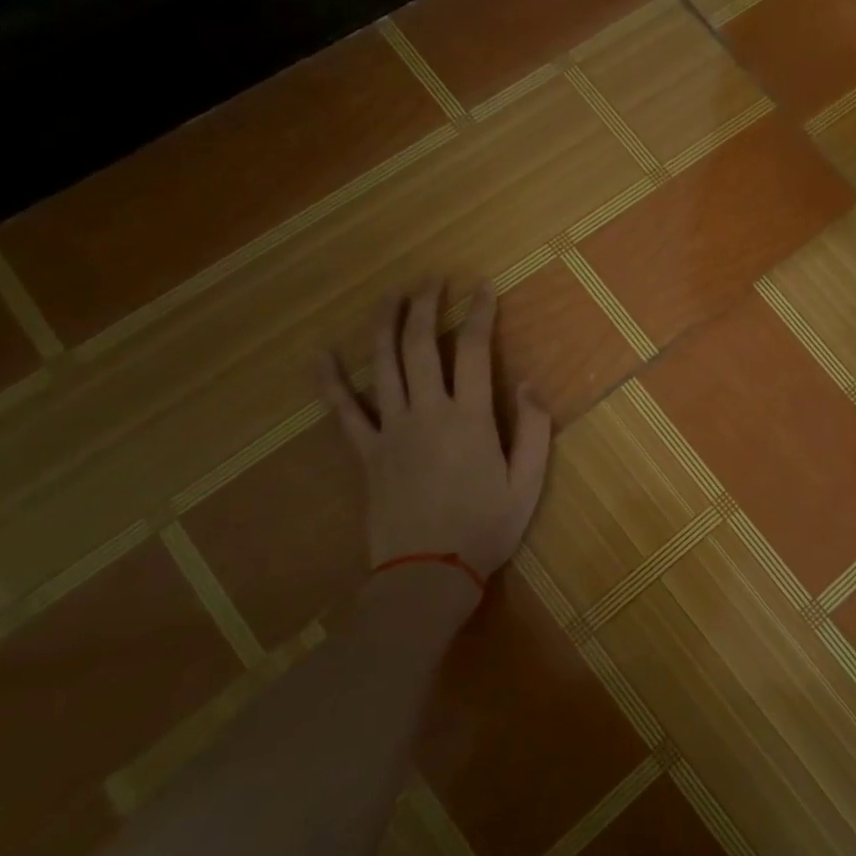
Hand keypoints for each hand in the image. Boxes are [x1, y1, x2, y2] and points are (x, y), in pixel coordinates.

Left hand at [322, 282, 552, 583]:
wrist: (427, 574)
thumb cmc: (485, 528)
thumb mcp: (527, 482)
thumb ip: (533, 429)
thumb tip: (529, 382)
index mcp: (470, 418)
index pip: (474, 351)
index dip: (480, 314)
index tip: (483, 287)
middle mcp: (427, 412)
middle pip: (422, 346)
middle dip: (427, 307)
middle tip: (432, 280)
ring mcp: (391, 430)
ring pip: (383, 366)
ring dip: (385, 325)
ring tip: (391, 296)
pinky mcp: (366, 453)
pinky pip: (344, 411)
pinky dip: (331, 381)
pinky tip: (321, 354)